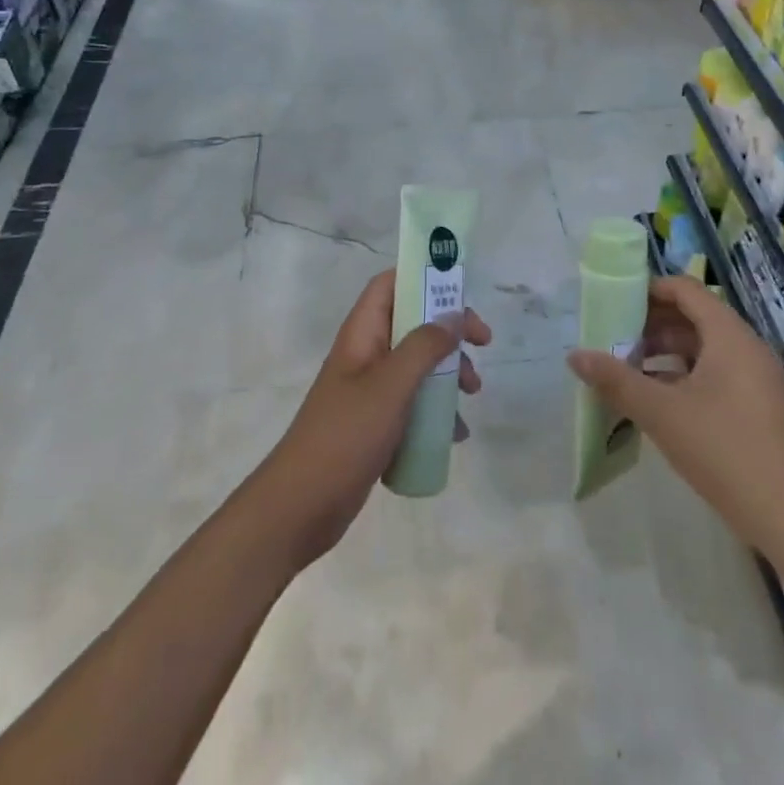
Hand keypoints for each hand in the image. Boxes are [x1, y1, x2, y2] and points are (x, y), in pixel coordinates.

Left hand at [252, 271, 490, 570]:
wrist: (301, 506)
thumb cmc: (345, 435)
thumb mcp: (391, 385)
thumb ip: (424, 346)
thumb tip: (453, 315)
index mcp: (362, 334)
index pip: (390, 285)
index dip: (424, 278)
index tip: (462, 292)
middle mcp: (366, 355)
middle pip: (412, 323)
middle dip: (449, 331)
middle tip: (482, 344)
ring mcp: (369, 391)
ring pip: (417, 366)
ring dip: (448, 373)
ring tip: (472, 395)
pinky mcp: (375, 424)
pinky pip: (413, 404)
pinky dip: (437, 412)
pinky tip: (454, 435)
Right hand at [567, 274, 783, 554]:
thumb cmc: (725, 451)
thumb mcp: (662, 413)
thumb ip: (616, 381)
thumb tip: (574, 355)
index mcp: (729, 335)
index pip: (686, 290)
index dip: (649, 290)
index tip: (615, 302)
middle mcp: (746, 347)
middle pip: (694, 317)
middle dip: (651, 325)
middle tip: (613, 338)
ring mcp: (756, 378)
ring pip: (704, 348)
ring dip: (665, 352)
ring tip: (627, 369)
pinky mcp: (758, 406)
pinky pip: (716, 373)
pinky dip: (684, 375)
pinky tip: (657, 400)